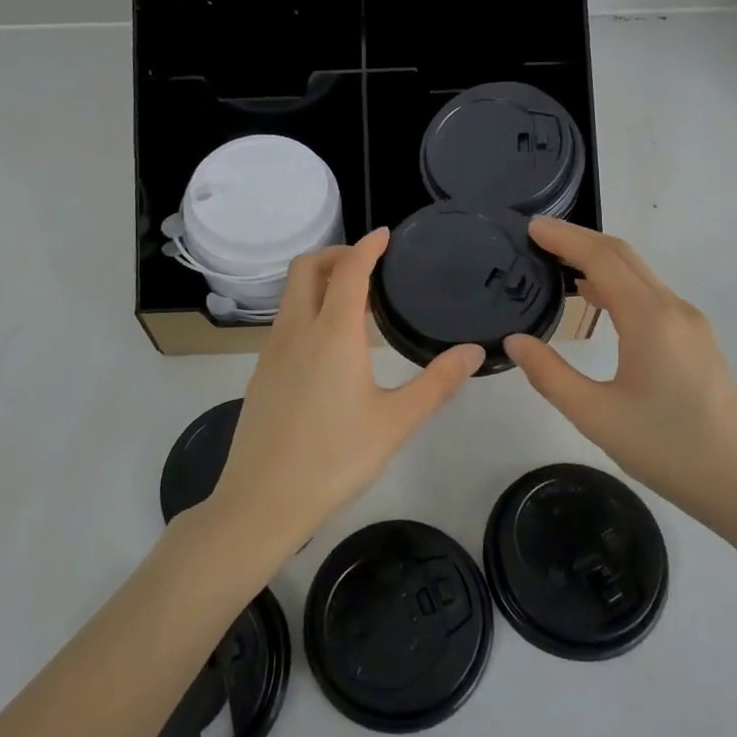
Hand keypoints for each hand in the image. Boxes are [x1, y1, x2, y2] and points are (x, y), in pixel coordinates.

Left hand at [205, 229, 484, 562]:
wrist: (262, 501)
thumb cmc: (334, 459)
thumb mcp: (396, 423)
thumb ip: (438, 384)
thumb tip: (475, 352)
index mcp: (332, 334)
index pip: (349, 270)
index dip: (368, 246)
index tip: (385, 236)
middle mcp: (297, 331)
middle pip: (306, 268)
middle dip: (336, 254)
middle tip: (368, 264)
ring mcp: (272, 351)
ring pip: (291, 294)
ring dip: (319, 280)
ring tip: (354, 300)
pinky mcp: (261, 372)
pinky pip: (285, 320)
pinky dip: (307, 308)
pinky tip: (329, 342)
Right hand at [503, 218, 736, 543]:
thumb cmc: (669, 450)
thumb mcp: (597, 417)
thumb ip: (550, 375)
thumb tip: (515, 341)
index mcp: (649, 319)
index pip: (601, 259)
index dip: (564, 238)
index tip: (530, 226)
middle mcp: (673, 309)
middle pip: (623, 256)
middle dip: (579, 239)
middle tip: (537, 236)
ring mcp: (691, 323)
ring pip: (640, 274)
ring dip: (599, 259)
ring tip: (557, 261)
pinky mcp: (697, 340)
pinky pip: (651, 294)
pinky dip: (618, 282)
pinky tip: (596, 298)